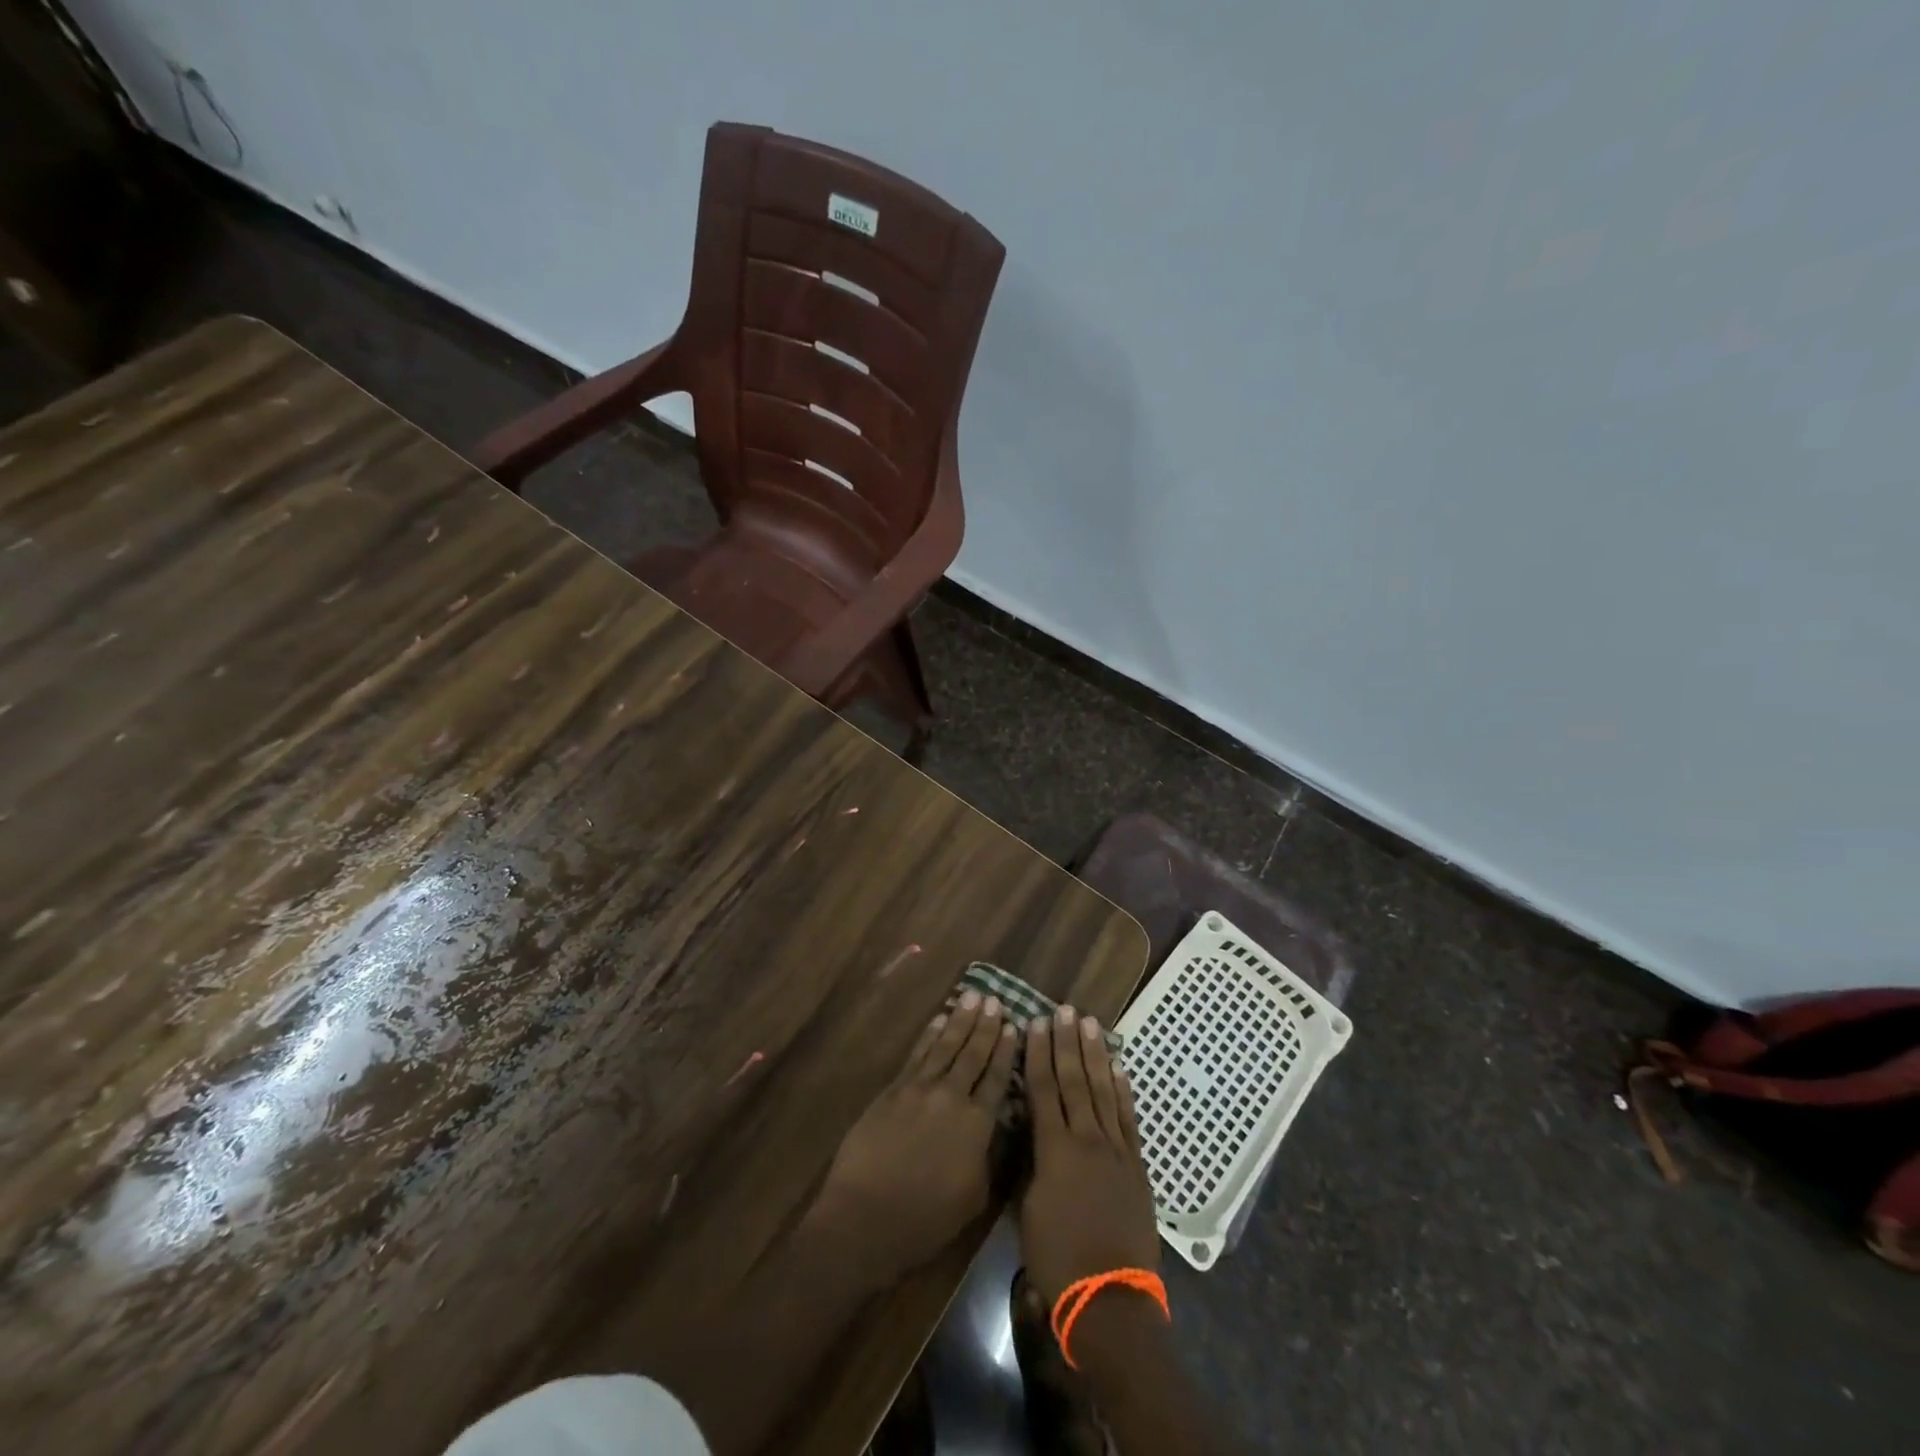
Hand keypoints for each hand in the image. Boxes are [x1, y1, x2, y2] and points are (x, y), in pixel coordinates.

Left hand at [804, 991, 1018, 1281]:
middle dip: (986, 1026)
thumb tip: (1002, 1126)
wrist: (867, 1216)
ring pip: (946, 1045)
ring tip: (973, 996)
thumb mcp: (976, 1197)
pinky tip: (939, 1020)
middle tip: (996, 1000)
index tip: (1015, 1025)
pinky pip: (918, 1054)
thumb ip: (992, 1156)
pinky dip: (930, 1034)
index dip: (1006, 1050)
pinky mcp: (893, 1089)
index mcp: (976, 1123)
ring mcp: (919, 1088)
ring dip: (960, 1019)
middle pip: (973, 1053)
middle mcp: (951, 1096)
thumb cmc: (926, 1219)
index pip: (997, 1077)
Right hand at [1018, 1006, 1159, 1304]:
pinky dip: (1123, 1089)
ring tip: (1088, 1023)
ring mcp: (1116, 1149)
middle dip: (1066, 1042)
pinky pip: (1128, 1117)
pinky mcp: (1136, 1164)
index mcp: (1054, 1149)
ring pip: (1102, 1090)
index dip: (1037, 1053)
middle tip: (1062, 1009)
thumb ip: (1028, 1163)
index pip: (1043, 1089)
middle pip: (1074, 1080)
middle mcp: (1086, 1138)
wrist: (1109, 1298)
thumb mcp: (1026, 1209)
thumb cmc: (1057, 1258)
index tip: (1033, 1023)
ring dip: (1094, 1055)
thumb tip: (1027, 1131)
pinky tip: (1118, 1066)